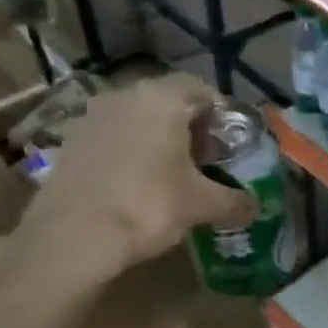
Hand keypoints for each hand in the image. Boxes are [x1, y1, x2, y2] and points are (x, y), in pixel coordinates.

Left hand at [15, 74, 257, 282]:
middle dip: (190, 127)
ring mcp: (92, 116)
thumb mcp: (202, 205)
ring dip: (158, 138)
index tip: (231, 142)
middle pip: (168, 101)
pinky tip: (138, 183)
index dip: (221, 114)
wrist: (71, 238)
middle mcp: (124, 95)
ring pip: (137, 118)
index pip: (201, 89)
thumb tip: (256, 206)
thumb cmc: (147, 206)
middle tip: (207, 159)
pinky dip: (130, 152)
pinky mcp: (71, 142)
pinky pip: (113, 137)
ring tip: (173, 173)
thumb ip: (234, 200)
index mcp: (162, 99)